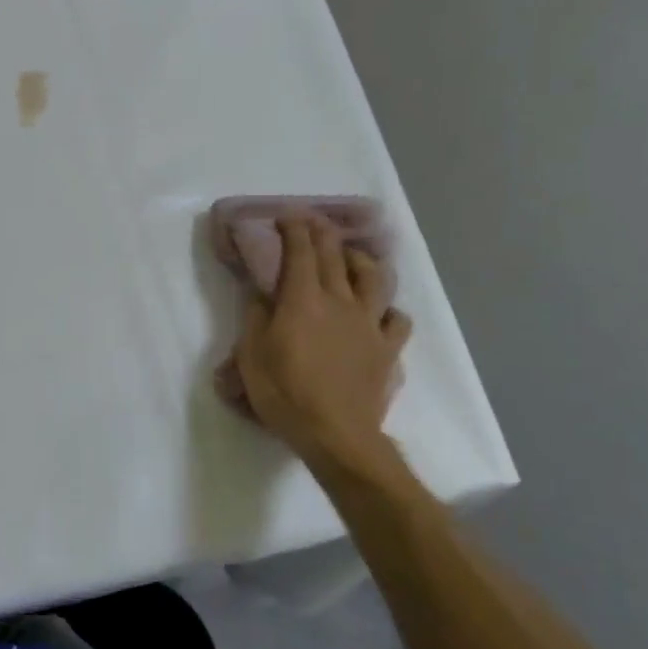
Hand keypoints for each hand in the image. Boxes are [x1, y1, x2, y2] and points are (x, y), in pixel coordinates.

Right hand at [234, 216, 412, 480]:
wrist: (336, 434)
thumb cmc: (285, 394)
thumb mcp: (251, 355)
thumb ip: (255, 318)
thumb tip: (260, 294)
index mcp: (303, 300)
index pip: (300, 252)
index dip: (294, 228)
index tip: (287, 214)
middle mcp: (340, 302)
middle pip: (336, 256)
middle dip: (323, 232)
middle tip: (313, 221)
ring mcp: (369, 324)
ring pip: (374, 278)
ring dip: (361, 261)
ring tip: (352, 258)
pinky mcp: (387, 348)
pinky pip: (396, 320)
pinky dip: (388, 310)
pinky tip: (379, 314)